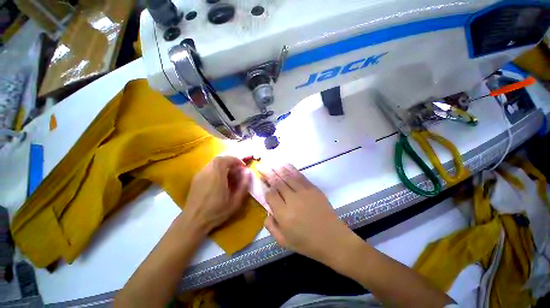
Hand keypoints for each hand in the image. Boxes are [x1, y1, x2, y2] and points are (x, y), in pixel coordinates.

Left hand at [182, 156, 250, 234]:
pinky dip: (216, 170)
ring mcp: (200, 175)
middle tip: (237, 170)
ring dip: (223, 165)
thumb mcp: (236, 201)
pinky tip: (219, 180)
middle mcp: (207, 171)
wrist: (193, 221)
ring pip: (213, 163)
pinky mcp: (195, 179)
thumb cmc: (216, 212)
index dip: (236, 160)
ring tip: (230, 175)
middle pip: (219, 159)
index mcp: (217, 175)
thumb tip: (248, 172)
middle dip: (230, 162)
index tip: (243, 167)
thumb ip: (244, 185)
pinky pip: (208, 169)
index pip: (226, 159)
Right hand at [260, 164, 354, 262]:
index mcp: (284, 215)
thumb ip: (271, 227)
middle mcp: (292, 200)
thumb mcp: (284, 241)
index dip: (265, 187)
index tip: (262, 182)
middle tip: (261, 166)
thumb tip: (266, 212)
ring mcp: (304, 193)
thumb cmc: (307, 243)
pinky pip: (300, 176)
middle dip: (268, 173)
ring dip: (278, 168)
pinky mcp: (313, 189)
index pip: (271, 195)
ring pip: (288, 176)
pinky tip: (286, 165)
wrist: (333, 239)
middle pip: (277, 182)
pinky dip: (292, 169)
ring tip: (271, 163)